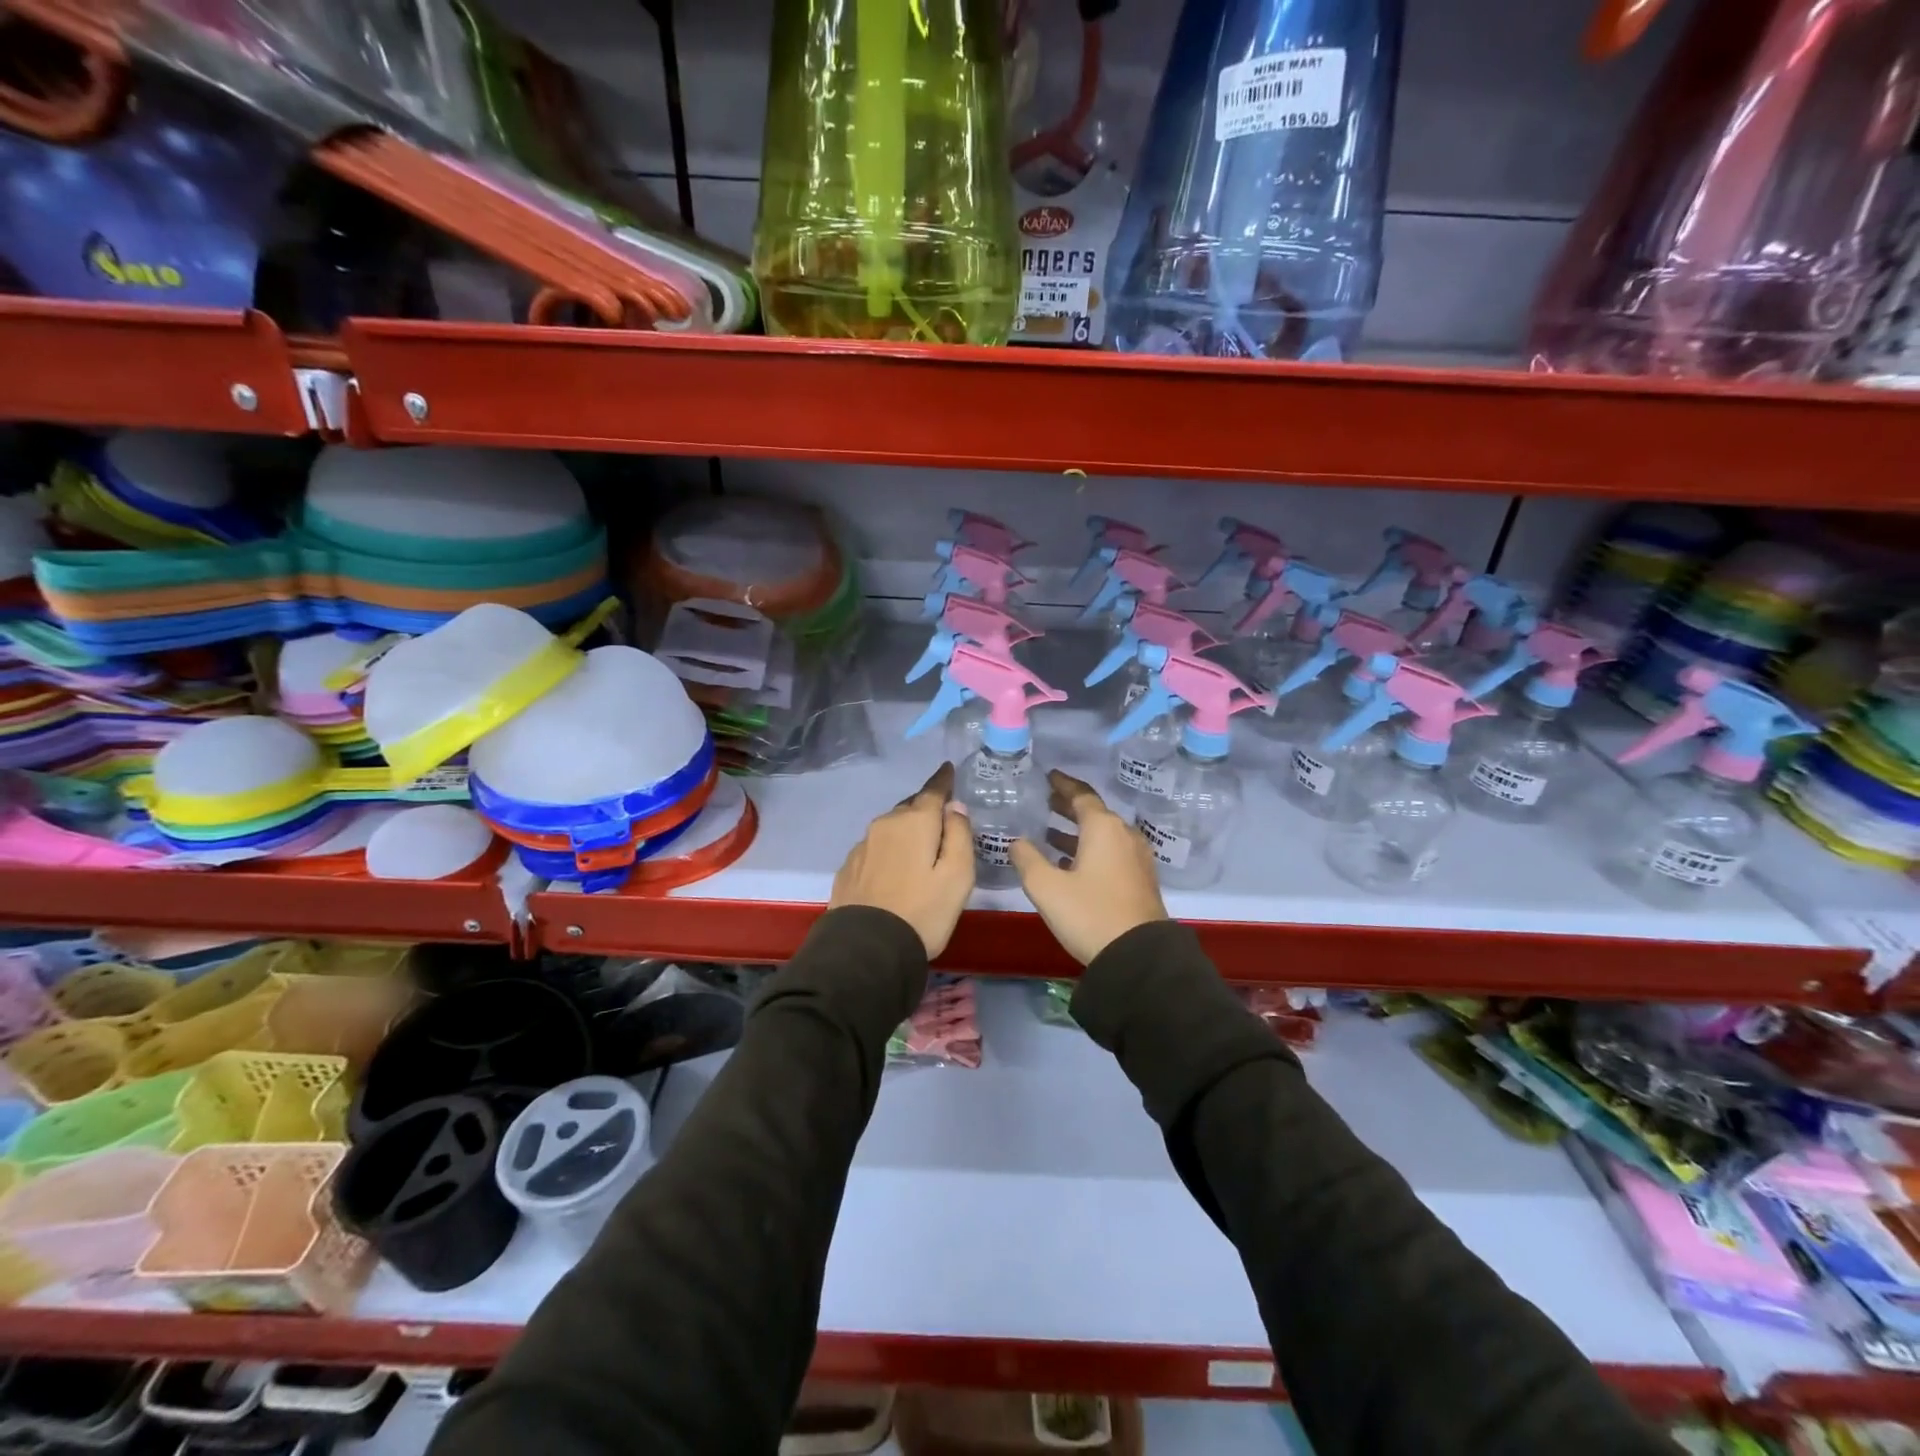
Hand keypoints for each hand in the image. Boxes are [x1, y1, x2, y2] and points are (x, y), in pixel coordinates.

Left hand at [829, 763, 974, 958]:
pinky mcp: (849, 868)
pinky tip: (895, 869)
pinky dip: (889, 850)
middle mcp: (885, 825)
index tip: (948, 769)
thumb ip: (959, 835)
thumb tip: (953, 807)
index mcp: (914, 821)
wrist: (866, 950)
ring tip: (920, 848)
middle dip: (926, 809)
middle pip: (910, 808)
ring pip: (891, 828)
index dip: (943, 780)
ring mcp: (863, 846)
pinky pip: (876, 848)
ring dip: (906, 831)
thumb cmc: (923, 911)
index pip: (932, 790)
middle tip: (942, 820)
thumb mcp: (958, 875)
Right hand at [1010, 771, 1167, 964]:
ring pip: (1103, 834)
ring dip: (1078, 832)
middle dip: (1068, 807)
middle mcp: (1124, 835)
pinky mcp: (1140, 879)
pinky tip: (1071, 863)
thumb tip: (1017, 842)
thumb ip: (1027, 858)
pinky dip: (1090, 849)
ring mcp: (1136, 857)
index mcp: (1103, 828)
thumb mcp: (1046, 887)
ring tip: (1050, 834)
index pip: (1081, 795)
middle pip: (1094, 812)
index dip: (1063, 785)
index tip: (1049, 776)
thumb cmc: (1089, 913)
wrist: (1139, 956)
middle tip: (1046, 802)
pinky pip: (1112, 851)